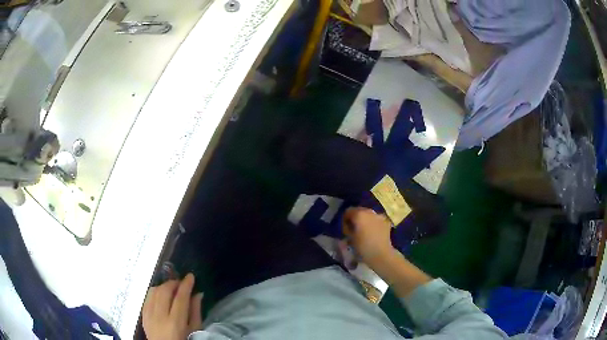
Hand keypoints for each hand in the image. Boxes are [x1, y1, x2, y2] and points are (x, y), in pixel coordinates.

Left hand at [143, 273, 202, 339]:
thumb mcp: (194, 330)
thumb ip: (195, 312)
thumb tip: (198, 294)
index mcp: (176, 322)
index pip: (180, 298)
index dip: (186, 285)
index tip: (190, 276)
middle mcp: (160, 316)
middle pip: (164, 291)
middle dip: (173, 283)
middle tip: (181, 283)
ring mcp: (149, 314)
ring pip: (154, 291)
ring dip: (164, 286)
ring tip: (172, 288)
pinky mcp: (143, 314)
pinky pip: (147, 297)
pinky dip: (155, 292)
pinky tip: (161, 295)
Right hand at [342, 207, 395, 267]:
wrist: (381, 254)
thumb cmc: (363, 247)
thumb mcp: (350, 238)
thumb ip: (347, 229)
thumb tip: (348, 227)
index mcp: (359, 214)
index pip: (348, 211)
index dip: (344, 220)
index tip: (345, 230)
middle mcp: (369, 212)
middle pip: (359, 210)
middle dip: (355, 218)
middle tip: (353, 229)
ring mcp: (379, 216)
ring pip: (368, 214)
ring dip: (364, 220)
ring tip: (363, 231)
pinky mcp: (386, 222)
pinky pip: (376, 219)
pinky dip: (373, 223)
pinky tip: (372, 232)